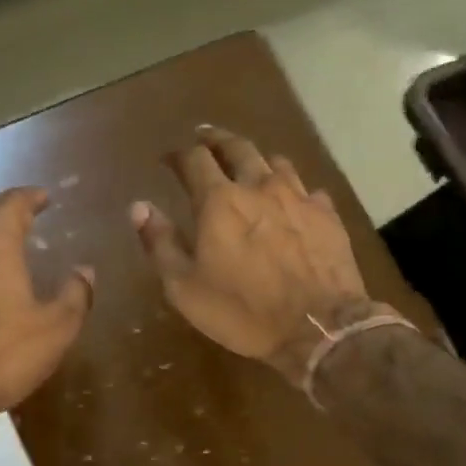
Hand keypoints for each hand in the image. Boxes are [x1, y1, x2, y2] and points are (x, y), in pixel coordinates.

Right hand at [133, 127, 374, 384]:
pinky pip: (308, 190)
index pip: (194, 160)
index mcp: (219, 201)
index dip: (178, 154)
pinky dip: (293, 190)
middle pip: (237, 147)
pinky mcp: (327, 215)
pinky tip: (293, 202)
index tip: (169, 157)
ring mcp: (299, 197)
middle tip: (206, 137)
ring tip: (250, 165)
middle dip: (217, 140)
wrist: (318, 327)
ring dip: (257, 159)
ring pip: (275, 162)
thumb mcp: (185, 288)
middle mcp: (259, 186)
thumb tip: (139, 207)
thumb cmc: (242, 311)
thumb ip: (161, 244)